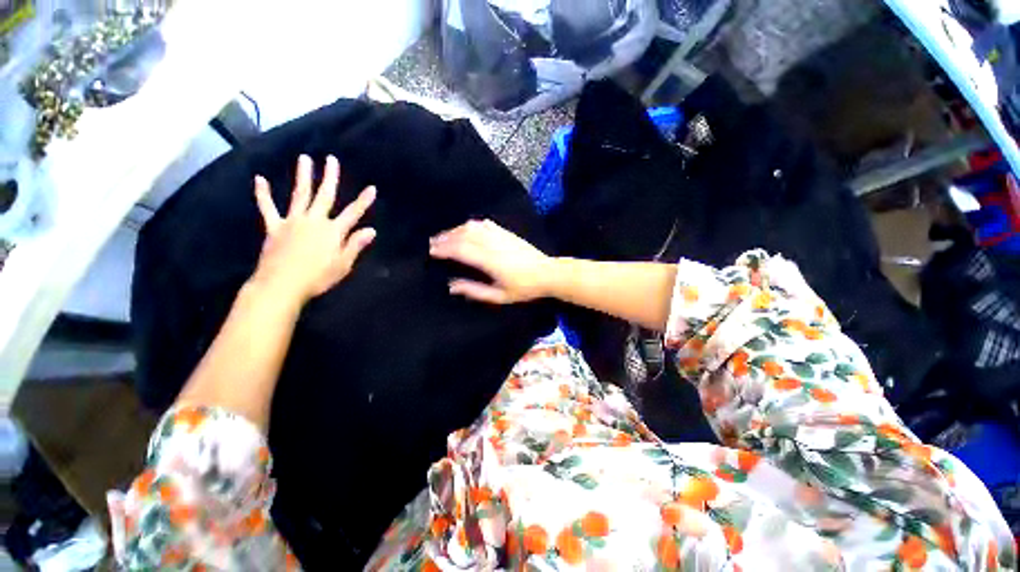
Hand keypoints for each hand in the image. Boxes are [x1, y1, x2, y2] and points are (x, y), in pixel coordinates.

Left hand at [251, 154, 375, 303]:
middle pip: (324, 196)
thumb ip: (356, 245)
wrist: (282, 285)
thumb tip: (371, 230)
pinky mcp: (274, 227)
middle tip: (331, 159)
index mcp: (333, 231)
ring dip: (303, 176)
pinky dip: (263, 194)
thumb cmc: (318, 277)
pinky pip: (268, 208)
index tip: (372, 188)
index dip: (363, 201)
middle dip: (329, 177)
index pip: (353, 213)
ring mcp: (292, 221)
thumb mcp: (343, 264)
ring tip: (304, 159)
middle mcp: (314, 221)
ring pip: (300, 195)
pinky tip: (260, 179)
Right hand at [429, 219, 553, 303]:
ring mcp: (500, 235)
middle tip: (432, 243)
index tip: (431, 251)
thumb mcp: (499, 296)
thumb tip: (452, 285)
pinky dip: (471, 225)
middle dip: (445, 238)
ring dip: (456, 230)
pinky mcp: (506, 232)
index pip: (460, 250)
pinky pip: (485, 224)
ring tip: (446, 236)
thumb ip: (475, 291)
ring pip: (472, 227)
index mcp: (489, 260)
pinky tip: (466, 227)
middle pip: (463, 236)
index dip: (444, 249)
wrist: (548, 272)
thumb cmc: (524, 288)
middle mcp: (492, 244)